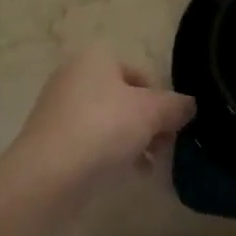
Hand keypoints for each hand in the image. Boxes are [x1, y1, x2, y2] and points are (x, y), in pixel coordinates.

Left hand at [3, 49, 195, 203]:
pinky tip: (123, 176)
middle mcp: (74, 75)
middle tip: (162, 149)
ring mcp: (58, 109)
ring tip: (147, 167)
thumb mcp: (152, 113)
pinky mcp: (49, 141)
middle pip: (125, 98)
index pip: (142, 74)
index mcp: (96, 57)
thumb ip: (175, 105)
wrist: (46, 178)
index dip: (162, 101)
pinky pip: (89, 142)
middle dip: (148, 124)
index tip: (172, 128)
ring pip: (108, 122)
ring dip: (132, 141)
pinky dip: (108, 155)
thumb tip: (189, 105)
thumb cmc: (103, 129)